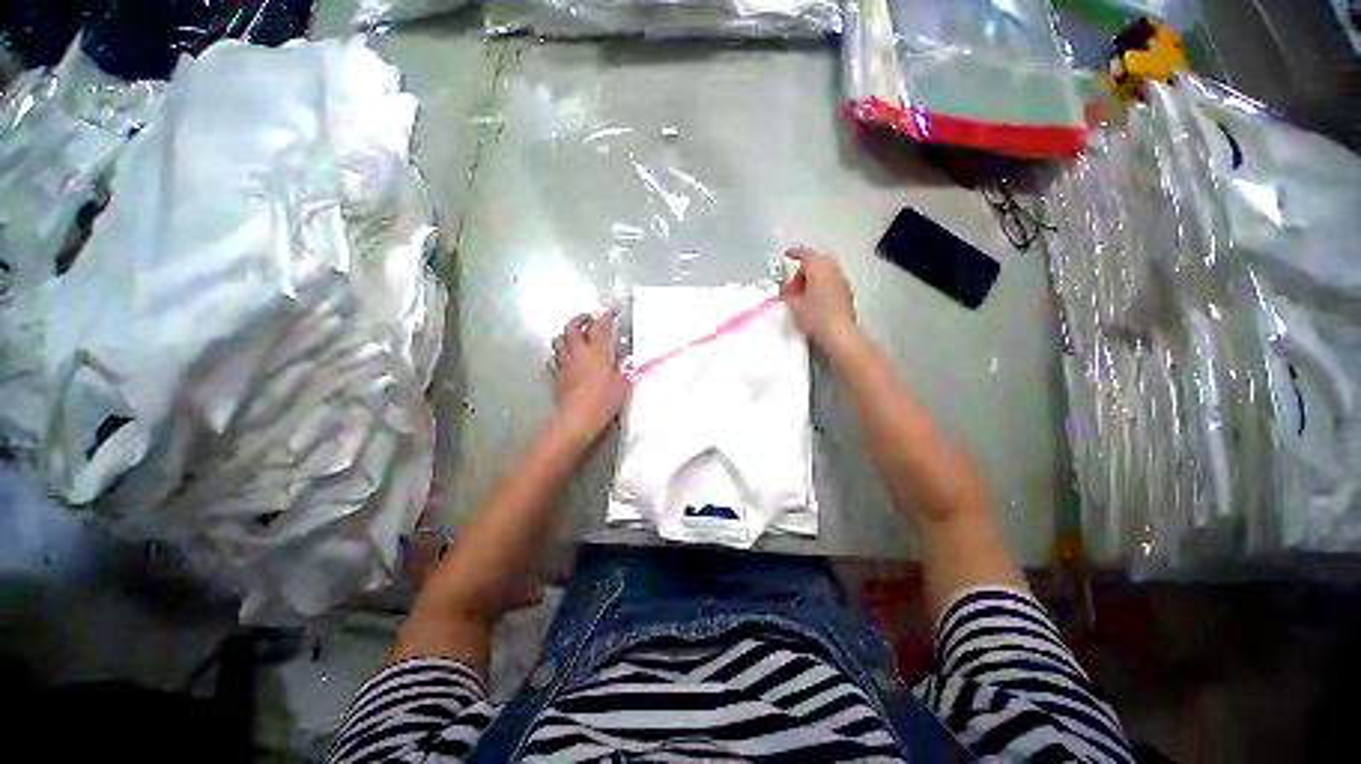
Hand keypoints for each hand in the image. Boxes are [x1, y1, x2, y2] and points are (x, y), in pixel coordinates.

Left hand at [549, 310, 629, 440]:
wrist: (577, 418)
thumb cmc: (603, 400)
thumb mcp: (622, 384)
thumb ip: (625, 369)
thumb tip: (627, 360)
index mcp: (597, 351)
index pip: (601, 326)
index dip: (606, 315)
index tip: (611, 310)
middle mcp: (578, 352)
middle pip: (572, 327)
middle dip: (579, 319)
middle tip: (588, 318)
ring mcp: (565, 363)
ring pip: (558, 340)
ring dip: (566, 335)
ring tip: (575, 337)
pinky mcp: (557, 375)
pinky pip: (553, 359)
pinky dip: (559, 354)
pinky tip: (565, 358)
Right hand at [780, 247, 857, 345]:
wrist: (839, 334)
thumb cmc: (814, 316)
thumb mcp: (793, 304)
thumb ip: (786, 292)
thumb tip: (786, 287)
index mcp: (819, 267)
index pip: (805, 254)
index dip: (794, 253)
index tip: (786, 255)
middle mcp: (833, 269)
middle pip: (816, 262)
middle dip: (803, 270)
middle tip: (792, 285)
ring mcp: (842, 281)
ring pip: (825, 273)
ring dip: (813, 279)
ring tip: (802, 294)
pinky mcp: (847, 294)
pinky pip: (831, 283)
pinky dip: (821, 286)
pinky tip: (815, 301)